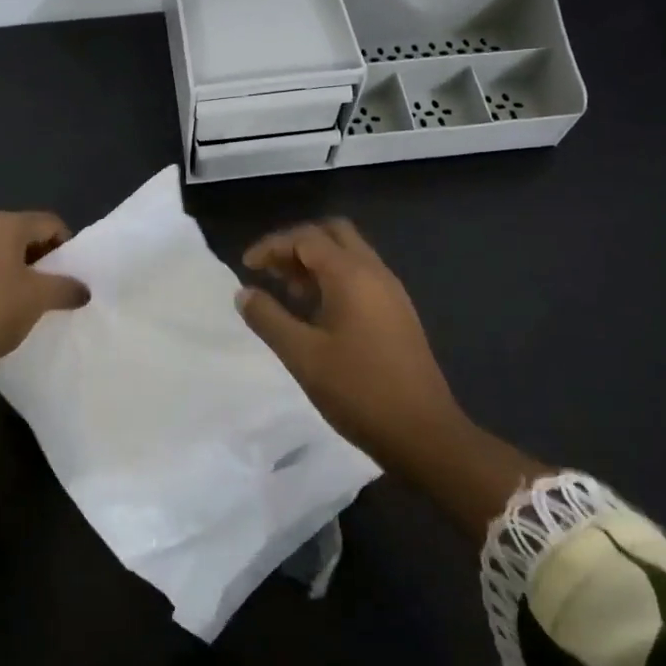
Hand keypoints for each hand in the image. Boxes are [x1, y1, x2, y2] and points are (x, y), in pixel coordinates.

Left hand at [0, 212, 89, 372]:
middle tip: (49, 286)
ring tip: (21, 297)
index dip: (66, 246)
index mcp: (3, 225)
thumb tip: (83, 289)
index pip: (48, 223)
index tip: (69, 273)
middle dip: (39, 257)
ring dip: (13, 267)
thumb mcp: (37, 300)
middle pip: (21, 233)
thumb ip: (66, 288)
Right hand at [237, 219, 547, 538]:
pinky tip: (316, 312)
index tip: (246, 267)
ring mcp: (391, 292)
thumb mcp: (302, 355)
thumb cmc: (358, 390)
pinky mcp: (398, 313)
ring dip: (316, 262)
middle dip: (297, 244)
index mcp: (352, 275)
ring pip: (349, 254)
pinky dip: (334, 279)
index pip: (306, 237)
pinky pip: (361, 277)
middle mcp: (375, 272)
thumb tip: (243, 293)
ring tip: (287, 291)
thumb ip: (268, 318)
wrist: (423, 432)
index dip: (272, 246)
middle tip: (271, 271)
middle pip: (333, 234)